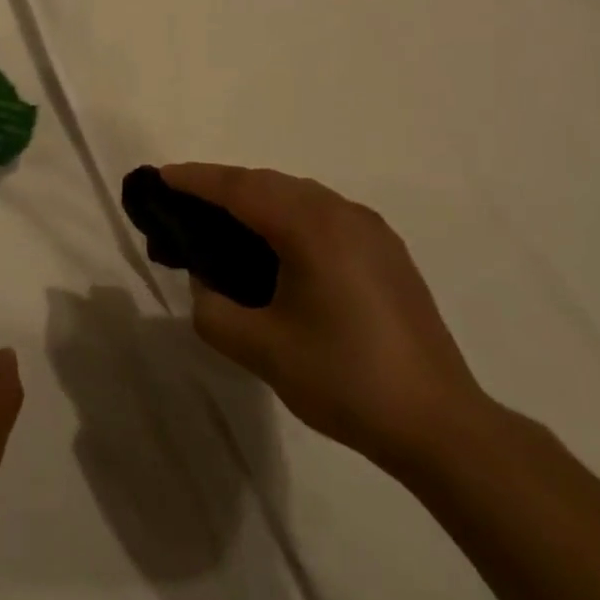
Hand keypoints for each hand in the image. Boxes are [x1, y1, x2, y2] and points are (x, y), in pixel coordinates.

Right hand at [163, 163, 490, 479]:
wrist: (438, 423)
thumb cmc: (344, 380)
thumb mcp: (261, 350)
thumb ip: (213, 310)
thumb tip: (206, 284)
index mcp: (311, 227)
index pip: (240, 188)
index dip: (196, 179)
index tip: (160, 177)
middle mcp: (342, 213)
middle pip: (268, 183)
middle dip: (222, 187)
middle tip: (184, 203)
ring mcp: (370, 229)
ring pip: (298, 194)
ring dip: (257, 199)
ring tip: (224, 223)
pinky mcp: (386, 250)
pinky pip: (324, 213)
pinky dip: (288, 215)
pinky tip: (277, 247)